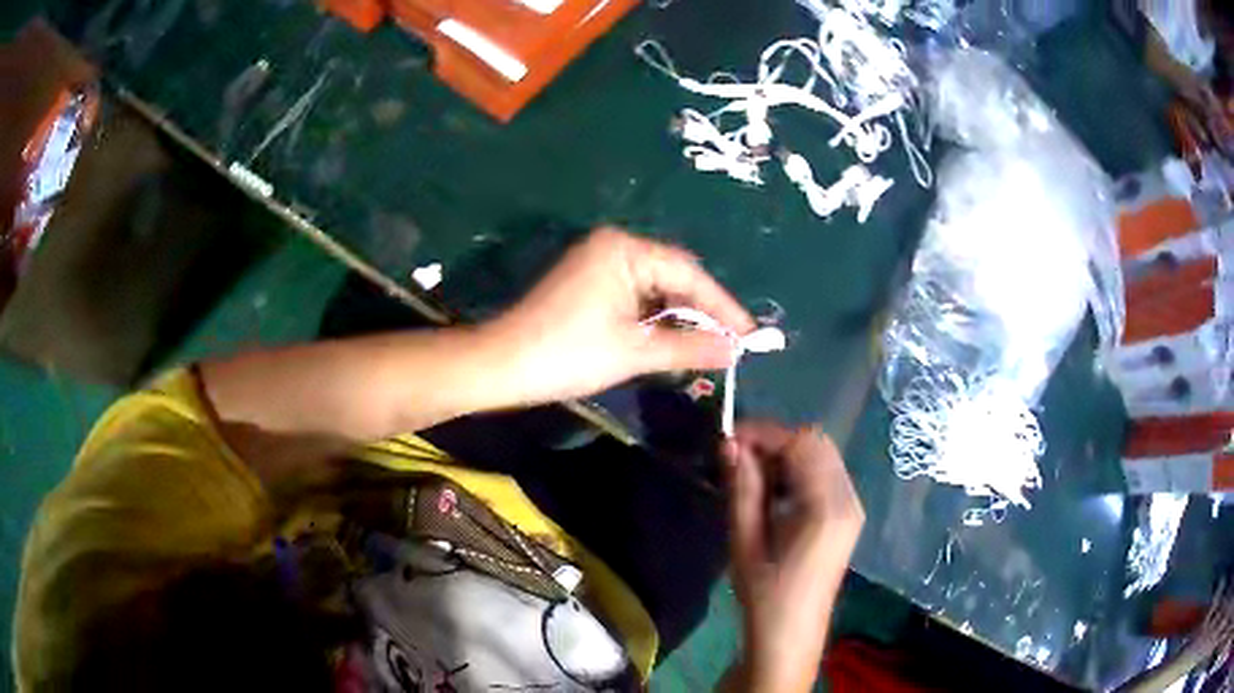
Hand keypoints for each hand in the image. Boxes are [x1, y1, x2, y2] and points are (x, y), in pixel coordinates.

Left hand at [483, 228, 754, 404]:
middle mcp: (614, 246)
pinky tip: (674, 340)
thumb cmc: (569, 353)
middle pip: (673, 276)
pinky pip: (635, 297)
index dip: (723, 305)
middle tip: (733, 343)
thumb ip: (690, 346)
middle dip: (702, 312)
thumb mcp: (635, 351)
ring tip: (711, 346)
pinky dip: (656, 319)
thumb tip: (735, 352)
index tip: (750, 334)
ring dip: (680, 317)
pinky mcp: (589, 284)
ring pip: (655, 289)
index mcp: (625, 250)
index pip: (689, 272)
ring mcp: (598, 264)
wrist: (502, 365)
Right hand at [724, 422, 863, 692]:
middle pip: (817, 444)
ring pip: (822, 456)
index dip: (764, 434)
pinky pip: (825, 474)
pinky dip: (797, 470)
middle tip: (737, 456)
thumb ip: (743, 489)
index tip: (728, 439)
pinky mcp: (847, 516)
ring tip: (750, 474)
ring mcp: (852, 507)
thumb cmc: (765, 595)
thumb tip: (730, 444)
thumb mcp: (745, 542)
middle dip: (775, 440)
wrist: (790, 635)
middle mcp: (848, 499)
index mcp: (827, 508)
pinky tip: (772, 491)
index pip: (802, 444)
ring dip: (786, 454)